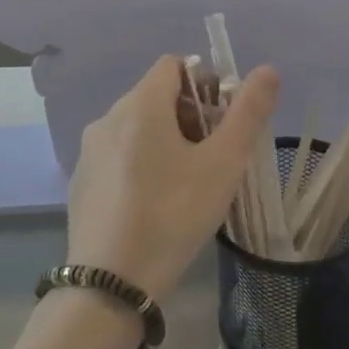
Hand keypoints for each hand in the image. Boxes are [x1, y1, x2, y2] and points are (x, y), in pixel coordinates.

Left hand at [68, 55, 280, 299]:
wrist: (111, 283)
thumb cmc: (173, 214)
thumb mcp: (223, 163)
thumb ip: (248, 113)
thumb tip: (267, 70)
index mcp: (140, 105)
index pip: (173, 65)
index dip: (204, 82)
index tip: (222, 120)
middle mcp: (108, 118)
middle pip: (155, 95)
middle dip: (189, 114)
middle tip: (212, 155)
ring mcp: (89, 151)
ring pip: (136, 127)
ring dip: (166, 139)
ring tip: (187, 182)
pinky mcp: (81, 182)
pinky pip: (118, 155)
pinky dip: (141, 163)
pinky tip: (155, 203)